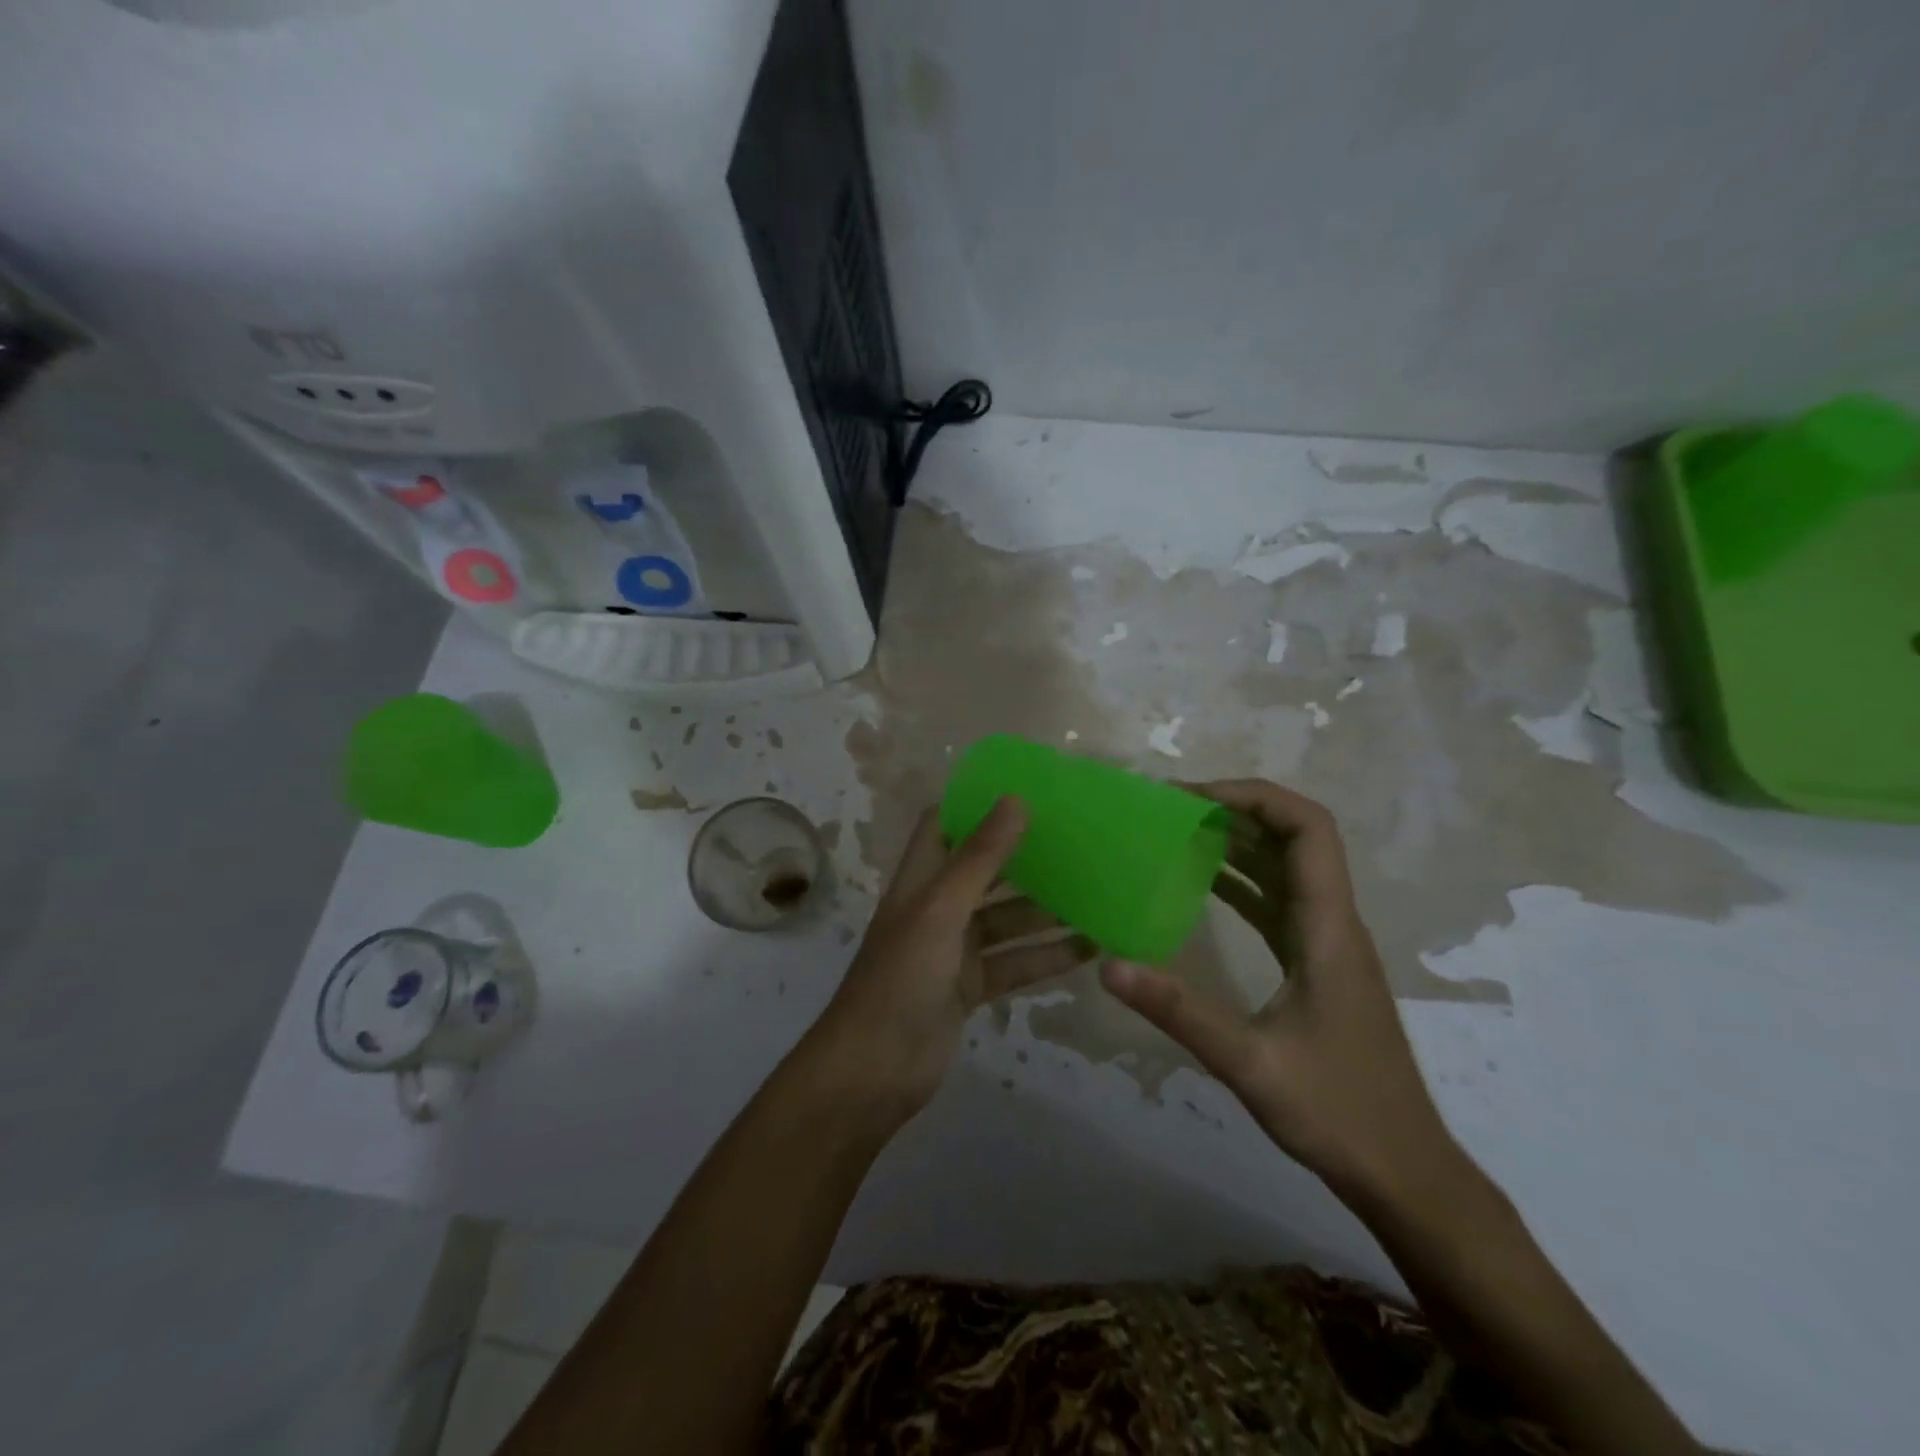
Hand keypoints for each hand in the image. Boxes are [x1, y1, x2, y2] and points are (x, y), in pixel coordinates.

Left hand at [807, 798, 1092, 1126]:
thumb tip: (1016, 800)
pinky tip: (1089, 947)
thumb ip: (980, 858)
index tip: (1027, 790)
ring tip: (1098, 891)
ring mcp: (955, 949)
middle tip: (1079, 839)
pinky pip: (1016, 961)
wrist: (875, 1070)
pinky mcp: (971, 986)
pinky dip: (1047, 955)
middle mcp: (937, 907)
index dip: (978, 805)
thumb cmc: (902, 977)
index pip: (945, 824)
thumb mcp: (941, 910)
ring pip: (1008, 919)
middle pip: (985, 870)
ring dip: (1046, 909)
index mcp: (921, 879)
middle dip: (1026, 856)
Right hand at [1100, 779, 1462, 1204]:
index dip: (1255, 797)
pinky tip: (1200, 886)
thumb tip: (1109, 967)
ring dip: (1237, 843)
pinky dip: (1240, 881)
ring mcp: (1327, 943)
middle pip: (1295, 837)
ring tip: (1176, 835)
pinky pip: (1277, 902)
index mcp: (1329, 928)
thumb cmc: (1339, 1114)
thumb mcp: (1250, 1064)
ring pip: (1285, 868)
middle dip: (1235, 811)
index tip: (1193, 798)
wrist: (1405, 1173)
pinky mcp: (1316, 964)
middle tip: (1169, 811)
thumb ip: (1179, 1012)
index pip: (1308, 829)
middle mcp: (1333, 922)